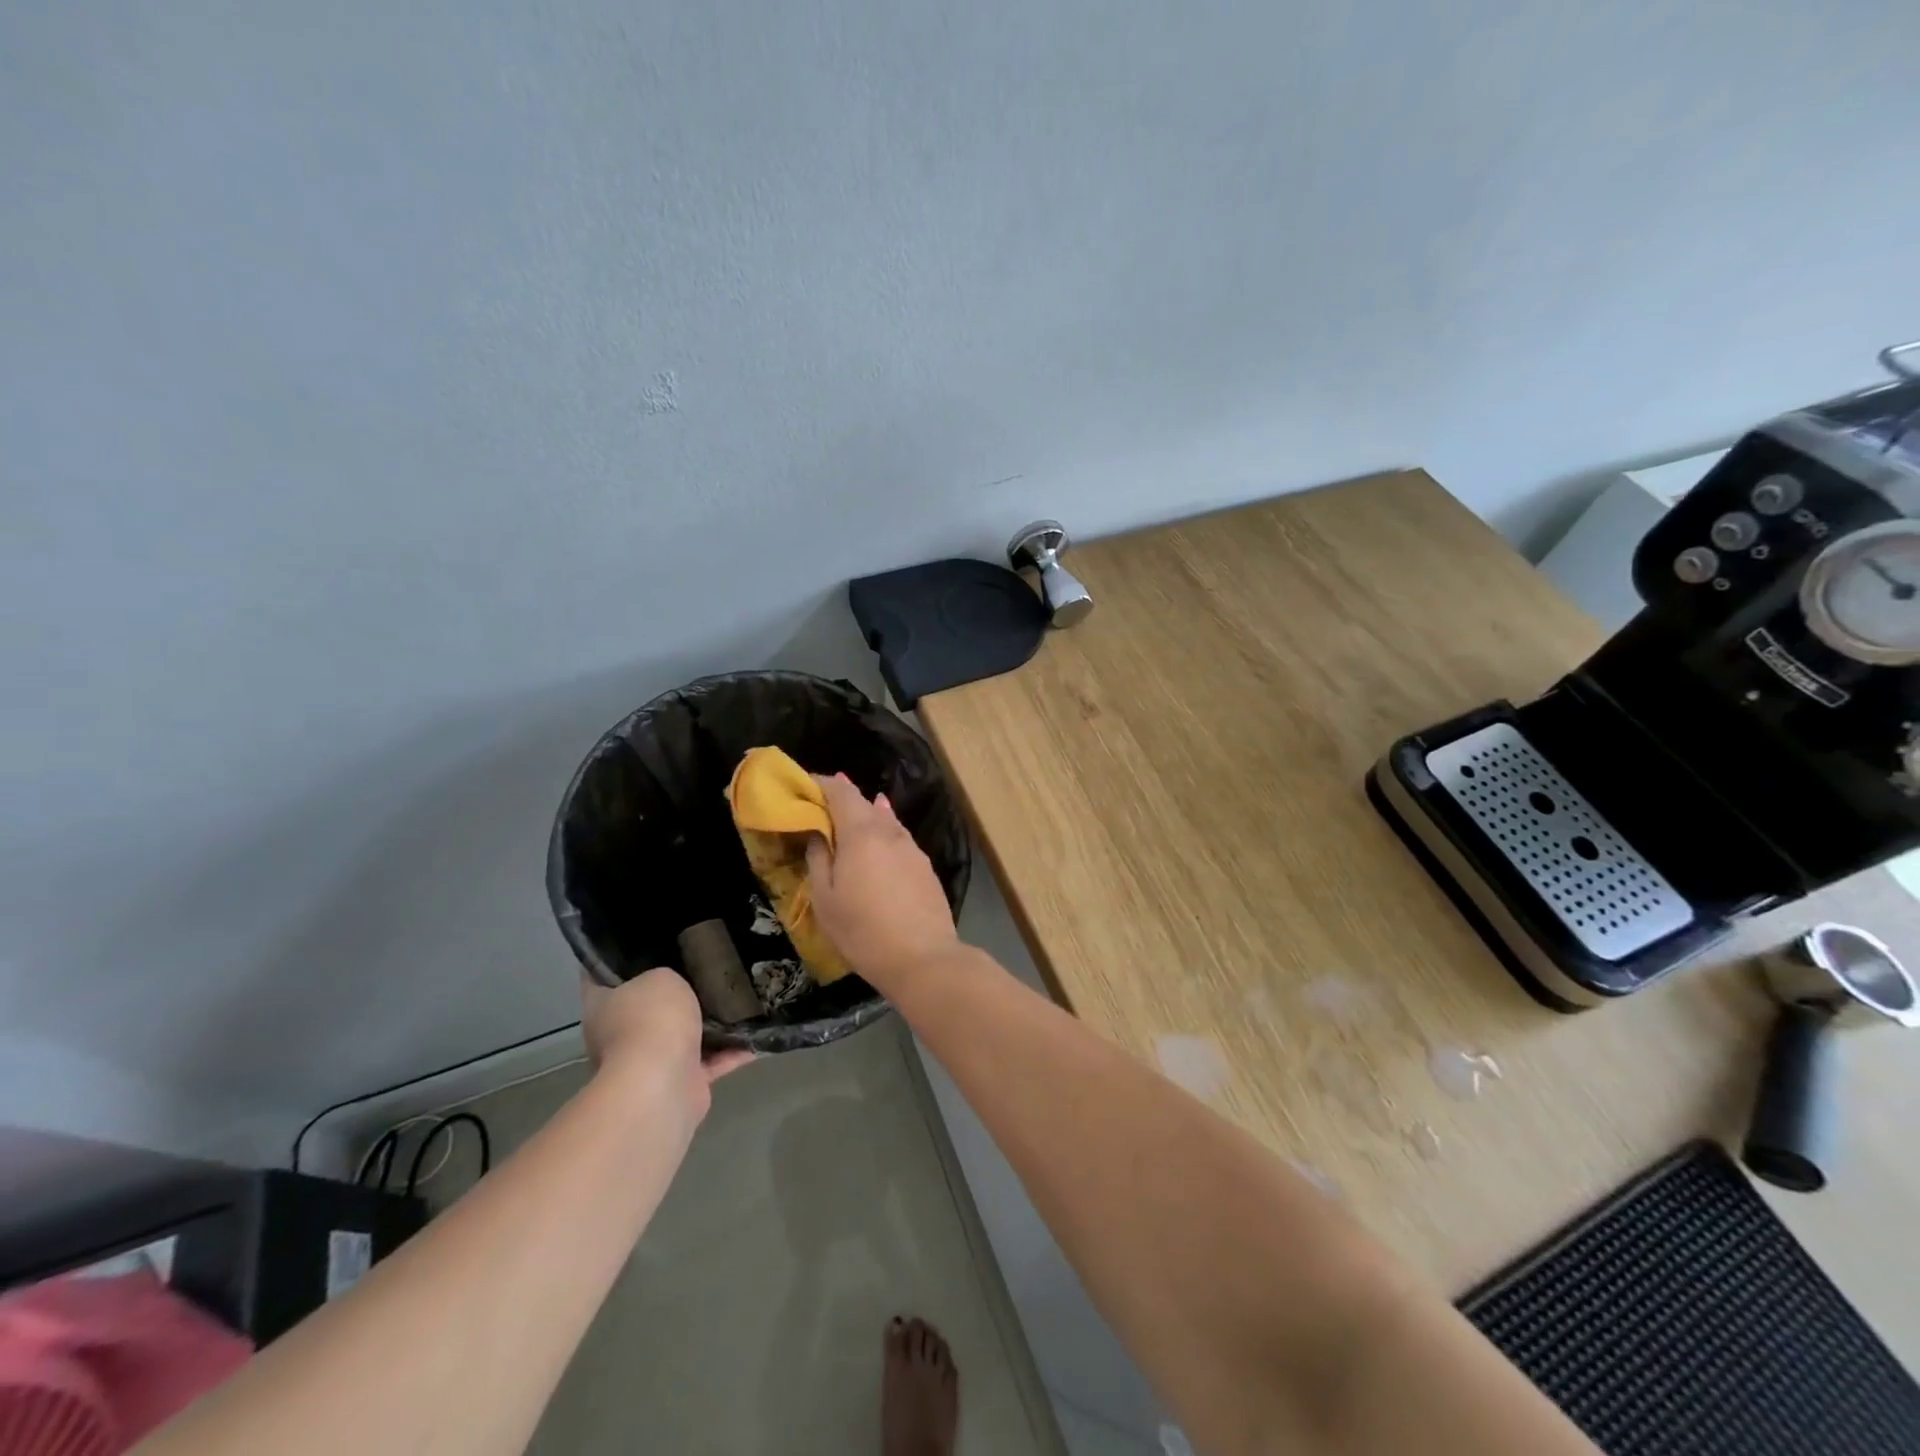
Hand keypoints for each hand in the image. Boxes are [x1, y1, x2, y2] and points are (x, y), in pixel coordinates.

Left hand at [580, 969, 752, 1124]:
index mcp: (602, 1006)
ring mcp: (650, 1062)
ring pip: (682, 1034)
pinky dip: (732, 1050)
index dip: (618, 954)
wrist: (662, 1084)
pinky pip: (711, 1060)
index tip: (646, 937)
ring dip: (708, 1023)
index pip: (601, 972)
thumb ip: (668, 975)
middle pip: (647, 1005)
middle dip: (674, 990)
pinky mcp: (681, 1082)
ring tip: (739, 994)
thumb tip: (676, 986)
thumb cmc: (651, 1019)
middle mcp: (620, 1035)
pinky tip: (756, 1030)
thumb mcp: (661, 976)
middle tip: (704, 963)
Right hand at [806, 774, 960, 988]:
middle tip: (823, 804)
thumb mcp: (825, 900)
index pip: (841, 792)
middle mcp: (890, 832)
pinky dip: (884, 835)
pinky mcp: (926, 867)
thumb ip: (819, 859)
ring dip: (867, 816)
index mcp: (861, 833)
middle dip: (843, 799)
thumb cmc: (863, 930)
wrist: (922, 958)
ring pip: (886, 821)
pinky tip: (880, 844)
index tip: (807, 785)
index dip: (823, 784)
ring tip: (851, 819)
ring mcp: (912, 848)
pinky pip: (899, 840)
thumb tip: (820, 834)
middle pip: (865, 803)